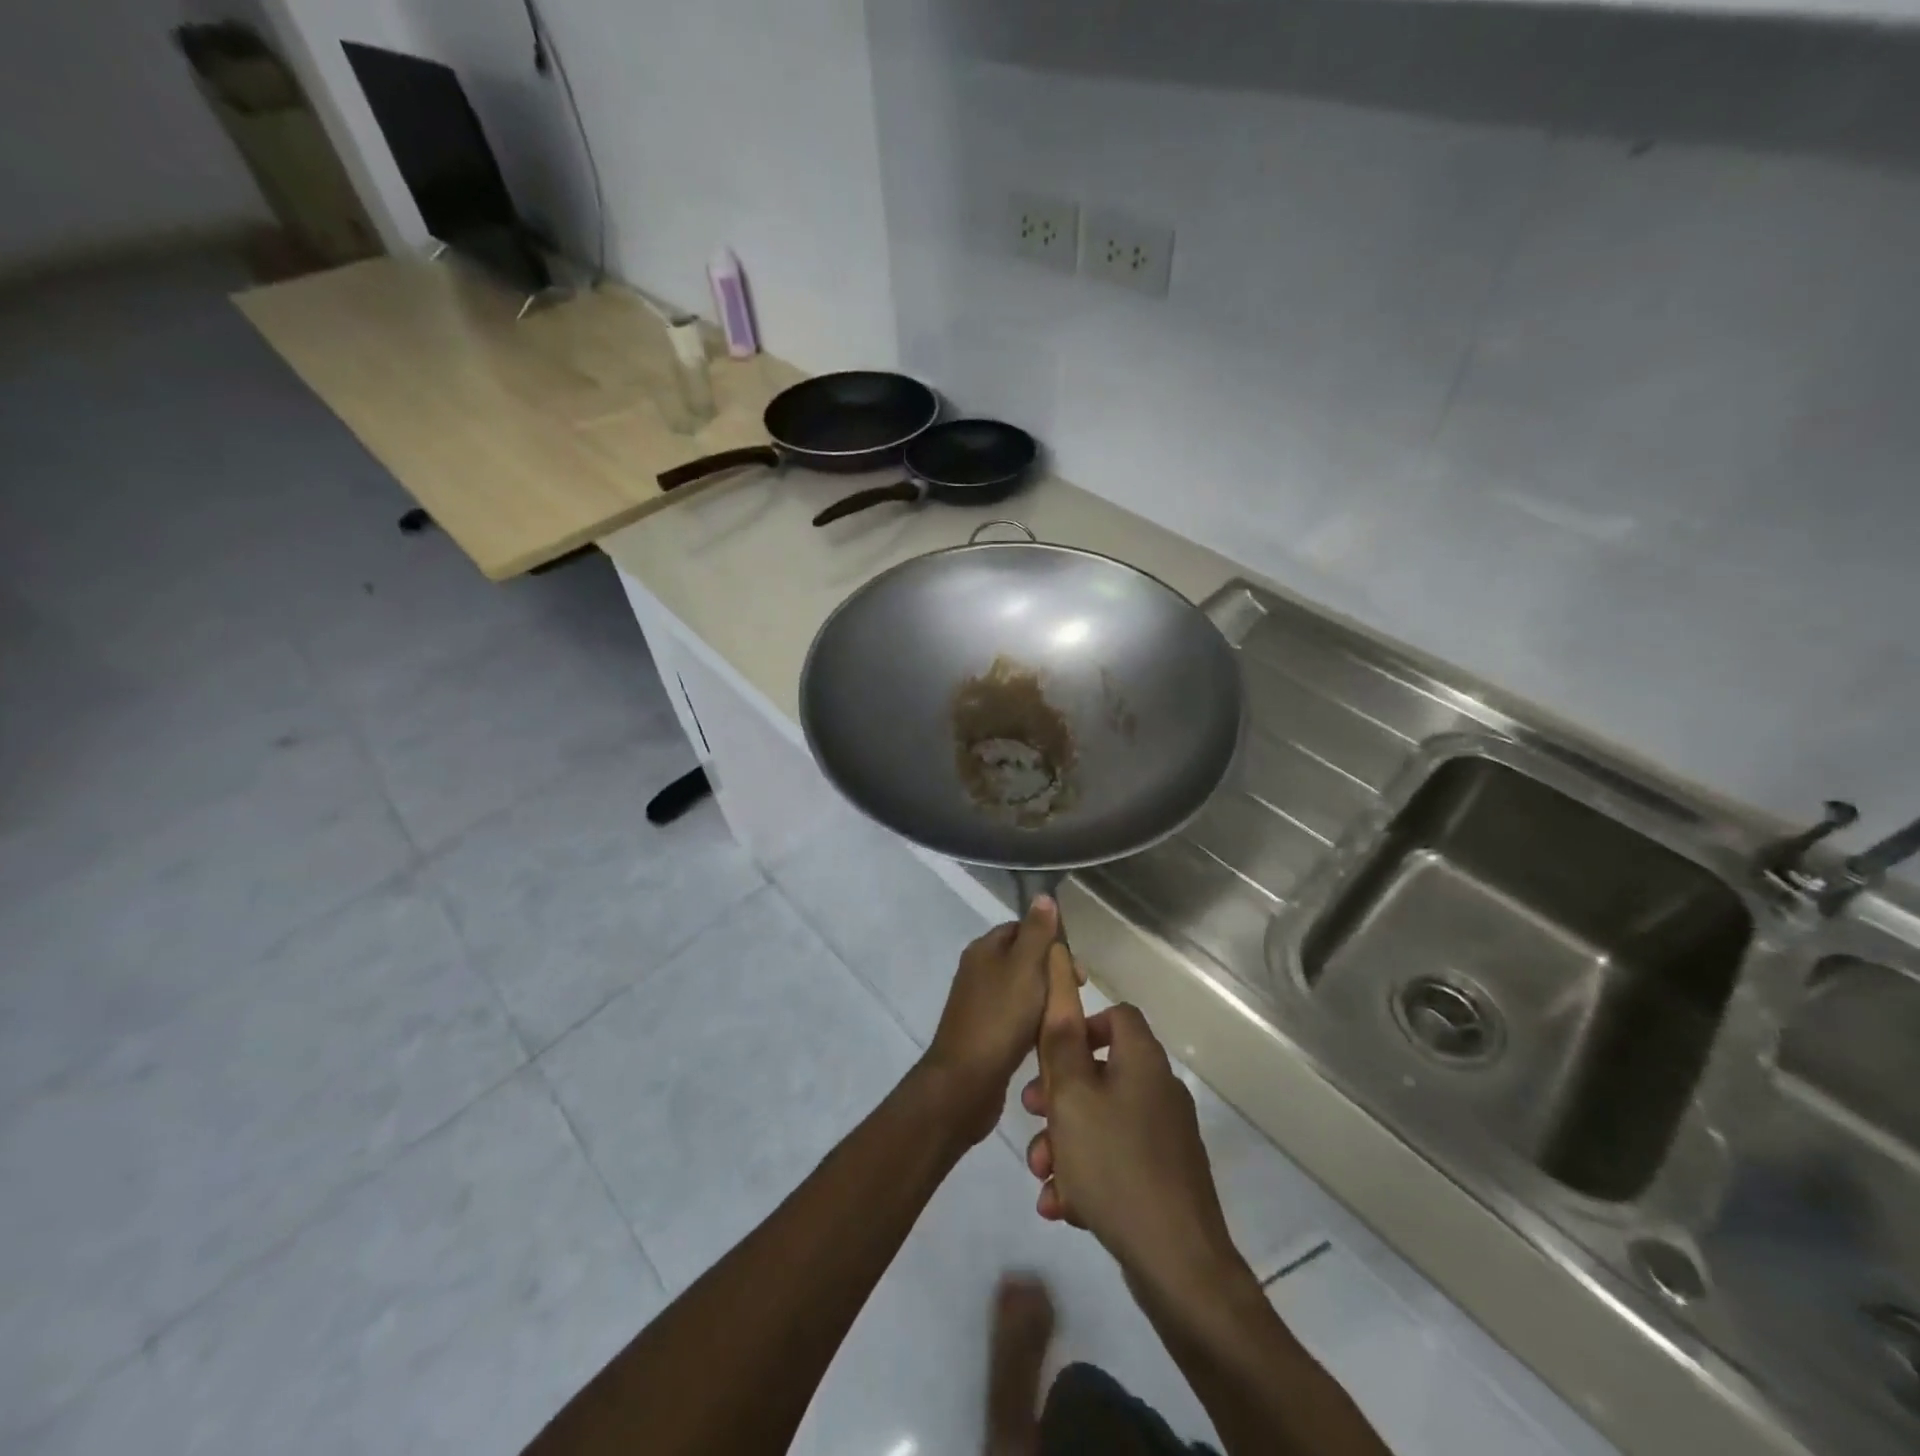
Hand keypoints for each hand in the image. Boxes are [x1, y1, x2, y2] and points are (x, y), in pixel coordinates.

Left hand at [919, 897, 1072, 1146]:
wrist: (966, 1081)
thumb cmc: (1000, 1018)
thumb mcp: (1026, 967)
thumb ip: (1037, 932)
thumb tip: (1043, 896)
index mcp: (984, 949)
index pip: (1022, 928)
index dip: (1050, 940)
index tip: (1075, 965)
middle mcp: (978, 970)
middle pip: (1023, 959)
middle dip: (1051, 972)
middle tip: (1076, 993)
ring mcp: (978, 1003)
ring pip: (1021, 990)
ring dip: (1045, 998)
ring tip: (1066, 1016)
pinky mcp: (983, 1032)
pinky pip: (1015, 1017)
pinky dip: (1033, 1021)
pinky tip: (1047, 1037)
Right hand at [1021, 952, 1241, 1296]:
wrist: (1178, 1265)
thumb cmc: (1115, 1164)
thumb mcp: (1071, 1096)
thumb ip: (1060, 1039)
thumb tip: (1062, 972)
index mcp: (1143, 1061)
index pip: (1116, 1016)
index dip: (1080, 1025)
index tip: (1051, 1054)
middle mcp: (1158, 1090)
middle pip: (1101, 1071)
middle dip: (1058, 1095)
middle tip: (1032, 1115)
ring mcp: (1164, 1136)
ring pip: (1101, 1120)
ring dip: (1065, 1141)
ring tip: (1041, 1174)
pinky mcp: (1163, 1177)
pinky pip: (1115, 1159)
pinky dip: (1086, 1173)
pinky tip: (1061, 1206)